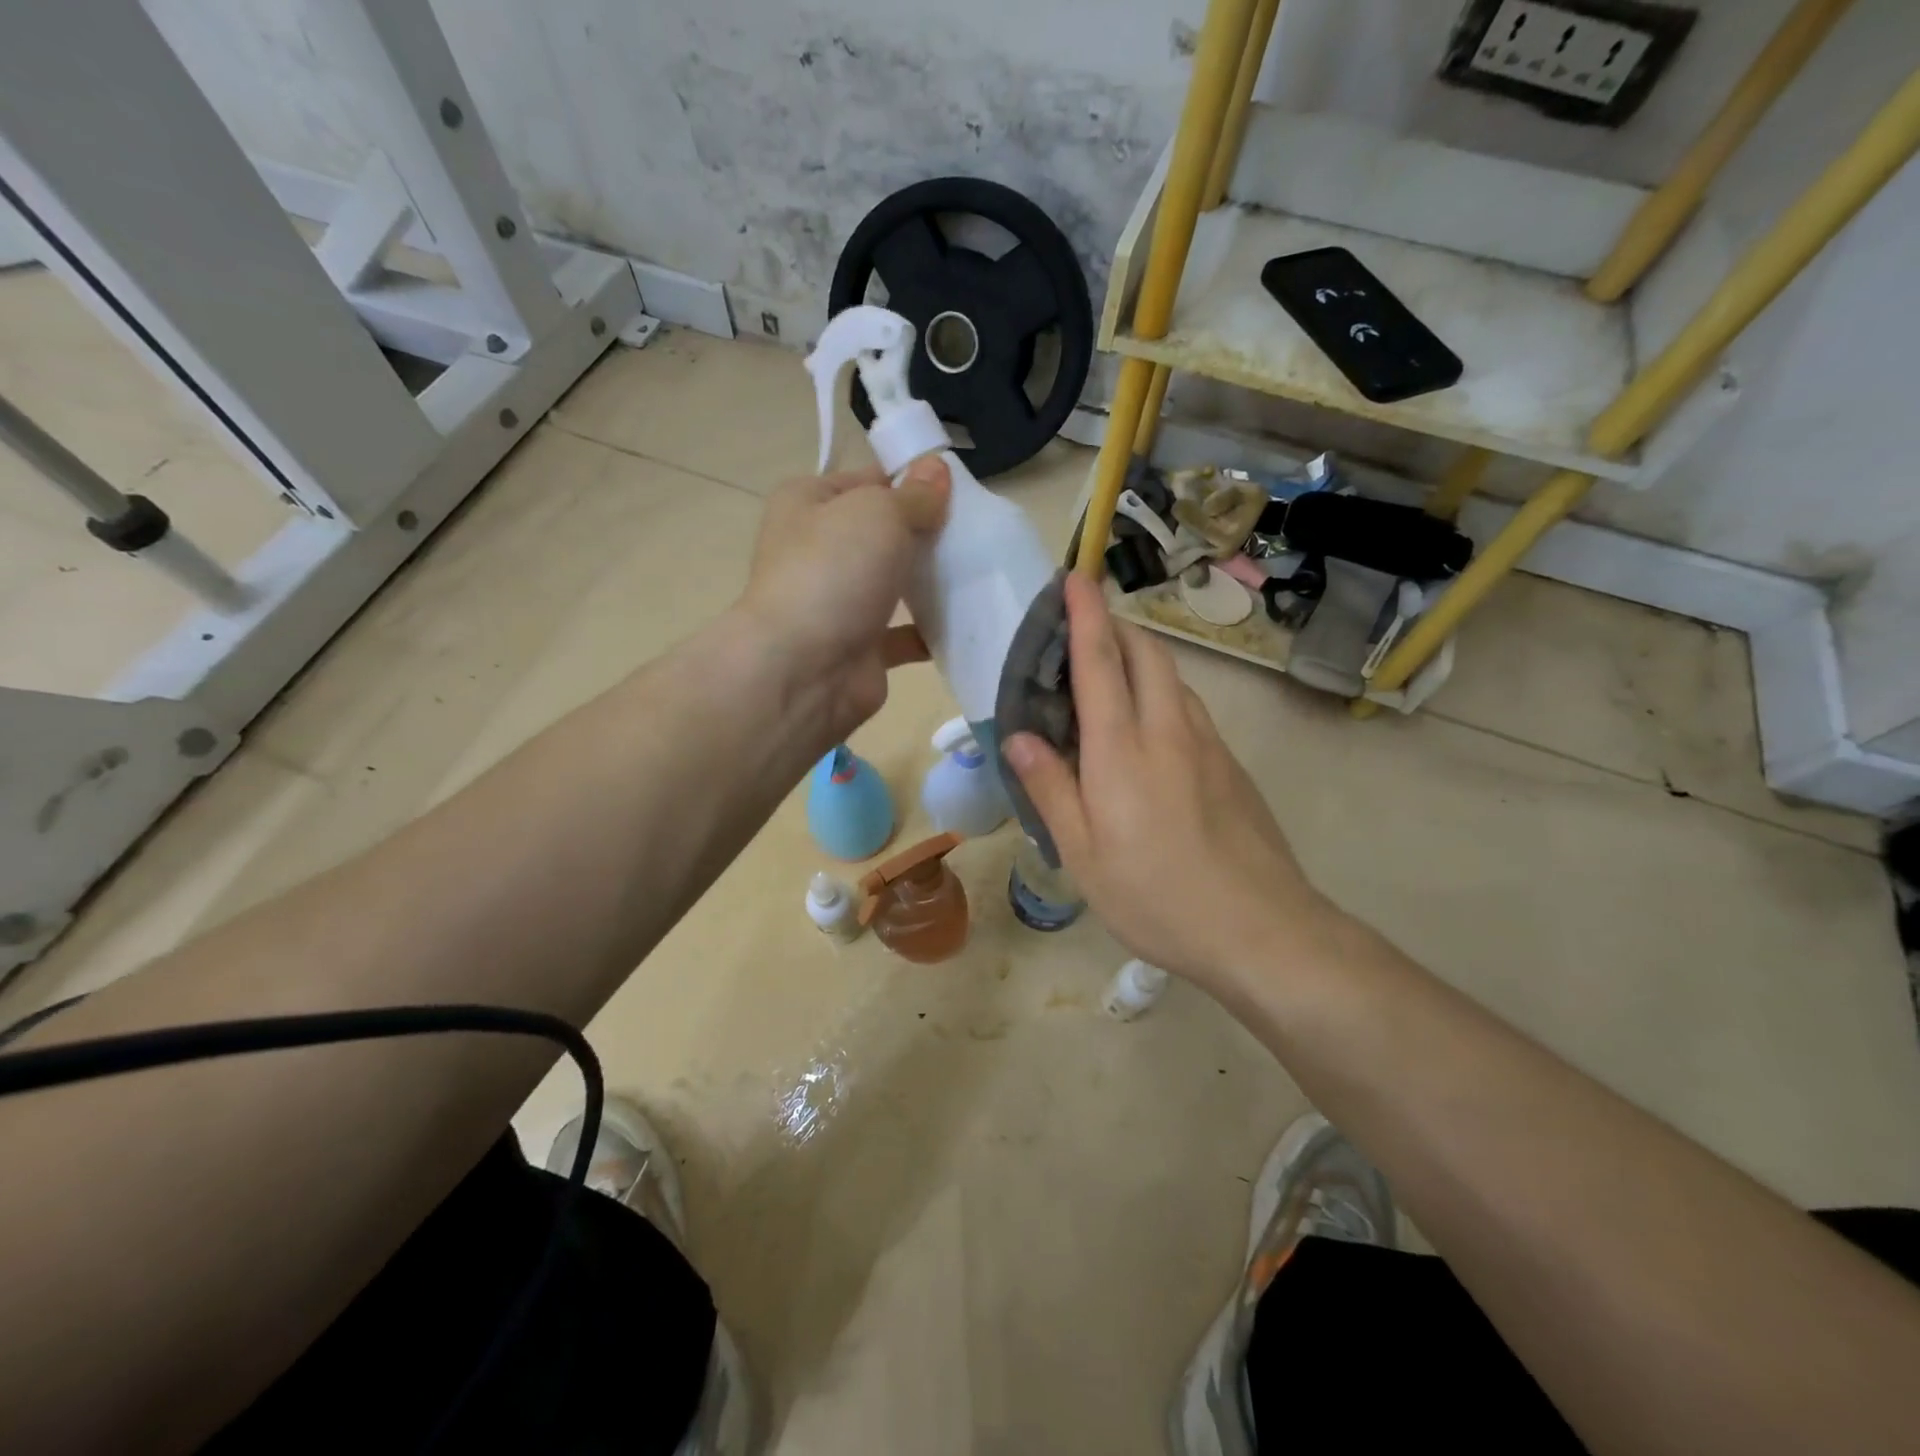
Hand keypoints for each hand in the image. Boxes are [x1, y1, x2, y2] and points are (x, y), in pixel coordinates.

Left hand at [738, 457, 949, 743]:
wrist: (804, 670)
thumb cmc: (833, 572)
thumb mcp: (878, 513)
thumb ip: (914, 495)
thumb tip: (936, 469)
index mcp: (807, 504)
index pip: (866, 482)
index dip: (909, 482)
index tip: (954, 492)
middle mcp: (817, 551)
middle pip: (882, 534)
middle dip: (925, 534)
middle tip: (973, 533)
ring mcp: (837, 603)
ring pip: (892, 584)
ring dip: (929, 582)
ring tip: (977, 573)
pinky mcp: (860, 648)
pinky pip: (903, 635)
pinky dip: (930, 631)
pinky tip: (965, 621)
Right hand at [1003, 574, 1328, 990]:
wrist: (1261, 930)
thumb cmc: (1157, 896)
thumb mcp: (1084, 854)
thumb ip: (1050, 789)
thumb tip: (1020, 736)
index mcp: (1122, 751)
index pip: (1100, 663)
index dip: (1086, 615)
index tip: (1075, 576)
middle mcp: (1169, 731)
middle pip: (1147, 654)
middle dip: (1116, 626)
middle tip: (1084, 628)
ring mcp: (1209, 746)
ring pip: (1174, 679)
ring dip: (1142, 659)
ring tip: (1111, 675)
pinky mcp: (1232, 766)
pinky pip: (1190, 709)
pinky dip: (1163, 694)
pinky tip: (1149, 730)